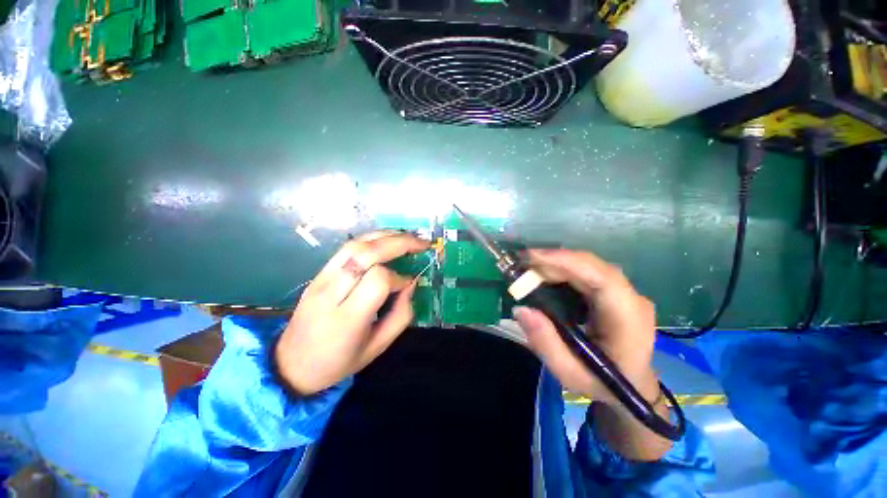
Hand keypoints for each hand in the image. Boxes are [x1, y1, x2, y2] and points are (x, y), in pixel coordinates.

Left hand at [275, 231, 428, 395]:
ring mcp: (321, 279)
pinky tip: (386, 239)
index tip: (408, 284)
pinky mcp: (318, 273)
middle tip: (421, 243)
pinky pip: (347, 247)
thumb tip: (410, 283)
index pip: (378, 280)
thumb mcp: (378, 347)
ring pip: (355, 244)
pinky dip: (371, 239)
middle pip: (366, 253)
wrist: (291, 364)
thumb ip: (401, 315)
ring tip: (407, 237)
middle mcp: (331, 293)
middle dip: (399, 243)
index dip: (399, 278)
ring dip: (386, 236)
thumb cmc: (338, 362)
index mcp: (347, 318)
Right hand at [514, 249, 659, 404]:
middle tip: (521, 264)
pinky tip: (543, 275)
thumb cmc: (603, 384)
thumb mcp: (570, 374)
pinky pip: (585, 273)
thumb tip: (521, 309)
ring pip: (587, 266)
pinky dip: (561, 270)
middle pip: (591, 267)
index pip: (603, 278)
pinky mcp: (613, 292)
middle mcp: (631, 298)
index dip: (567, 261)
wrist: (632, 388)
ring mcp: (624, 293)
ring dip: (555, 264)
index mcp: (628, 319)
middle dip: (553, 261)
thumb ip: (546, 344)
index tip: (533, 257)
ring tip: (527, 268)